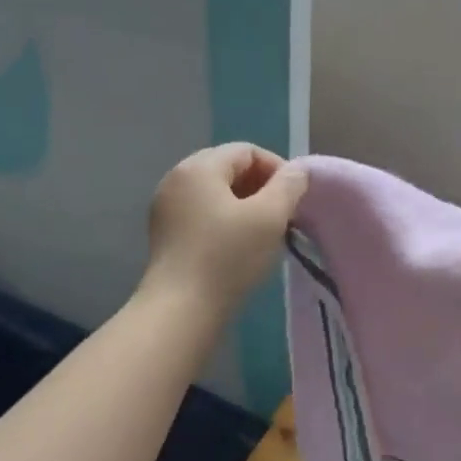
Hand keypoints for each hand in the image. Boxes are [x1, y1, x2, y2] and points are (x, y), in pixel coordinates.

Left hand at [140, 144, 307, 319]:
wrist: (181, 309)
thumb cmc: (228, 257)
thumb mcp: (270, 217)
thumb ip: (289, 186)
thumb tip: (296, 171)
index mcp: (199, 167)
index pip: (246, 151)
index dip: (277, 169)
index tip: (294, 199)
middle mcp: (176, 178)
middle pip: (228, 169)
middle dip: (261, 187)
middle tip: (282, 216)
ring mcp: (166, 207)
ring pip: (215, 193)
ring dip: (244, 206)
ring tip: (264, 233)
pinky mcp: (164, 234)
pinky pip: (201, 214)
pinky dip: (224, 221)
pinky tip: (238, 247)